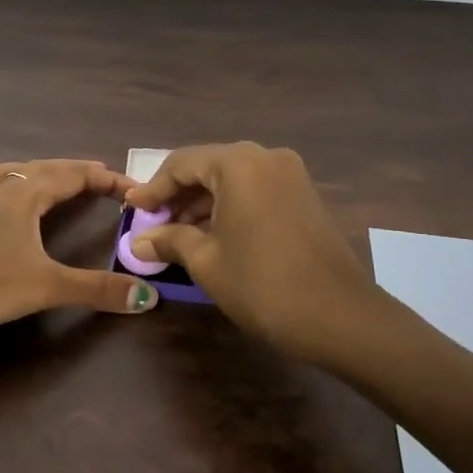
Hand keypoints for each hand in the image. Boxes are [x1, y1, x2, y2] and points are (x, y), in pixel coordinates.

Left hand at [0, 159, 161, 333]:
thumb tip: (148, 297)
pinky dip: (6, 188)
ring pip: (12, 172)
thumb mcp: (46, 286)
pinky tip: (0, 203)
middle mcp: (1, 188)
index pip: (75, 175)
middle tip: (102, 178)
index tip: (134, 189)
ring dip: (39, 172)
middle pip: (45, 168)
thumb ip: (97, 289)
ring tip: (52, 179)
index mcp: (26, 193)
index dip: (107, 179)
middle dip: (76, 172)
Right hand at [124, 143, 376, 360]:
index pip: (181, 163)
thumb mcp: (207, 262)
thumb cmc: (262, 284)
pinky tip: (214, 235)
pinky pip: (256, 190)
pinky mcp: (304, 194)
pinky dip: (231, 206)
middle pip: (208, 166)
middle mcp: (265, 156)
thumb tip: (139, 240)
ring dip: (204, 202)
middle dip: (178, 195)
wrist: (339, 315)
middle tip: (153, 225)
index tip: (132, 211)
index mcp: (237, 163)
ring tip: (179, 235)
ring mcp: (290, 174)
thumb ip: (171, 240)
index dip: (153, 188)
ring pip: (233, 179)